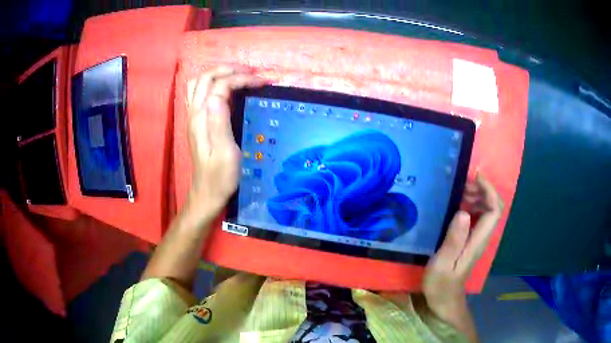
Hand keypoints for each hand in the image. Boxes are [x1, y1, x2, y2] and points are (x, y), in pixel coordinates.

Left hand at [185, 66, 265, 218]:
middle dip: (229, 69)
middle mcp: (194, 113)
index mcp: (202, 119)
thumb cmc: (220, 177)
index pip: (220, 86)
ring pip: (199, 83)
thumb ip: (219, 122)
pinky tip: (227, 90)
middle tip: (252, 73)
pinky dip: (213, 83)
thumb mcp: (225, 153)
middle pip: (206, 77)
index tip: (262, 82)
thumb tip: (218, 94)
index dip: (241, 79)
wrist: (207, 194)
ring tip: (239, 75)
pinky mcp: (197, 122)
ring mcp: (193, 117)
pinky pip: (200, 93)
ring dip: (218, 74)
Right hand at [423, 174, 503, 314]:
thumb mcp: (442, 263)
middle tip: (462, 184)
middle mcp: (482, 237)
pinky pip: (478, 217)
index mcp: (478, 241)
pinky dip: (471, 205)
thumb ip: (453, 240)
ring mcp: (478, 238)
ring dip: (477, 196)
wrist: (444, 300)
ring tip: (458, 192)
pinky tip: (457, 205)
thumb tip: (464, 212)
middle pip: (493, 207)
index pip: (494, 210)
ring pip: (486, 210)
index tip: (475, 177)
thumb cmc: (441, 284)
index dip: (489, 190)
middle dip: (483, 190)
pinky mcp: (471, 240)